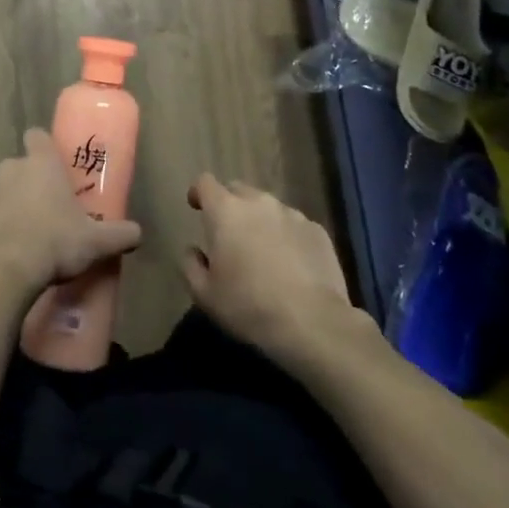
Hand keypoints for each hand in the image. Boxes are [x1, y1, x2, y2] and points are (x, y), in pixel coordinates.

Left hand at [0, 130, 143, 293]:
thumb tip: (139, 233)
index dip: (43, 147)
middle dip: (26, 183)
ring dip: (5, 204)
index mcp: (41, 163)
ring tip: (18, 234)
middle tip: (42, 211)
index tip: (51, 166)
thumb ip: (120, 234)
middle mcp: (10, 167)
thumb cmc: (55, 243)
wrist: (5, 270)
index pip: (37, 137)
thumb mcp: (96, 242)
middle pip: (18, 166)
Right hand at [182, 175, 356, 354]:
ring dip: (260, 221)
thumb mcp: (204, 294)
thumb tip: (193, 250)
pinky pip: (294, 225)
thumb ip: (190, 265)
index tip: (196, 207)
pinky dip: (287, 237)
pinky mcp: (318, 231)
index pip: (205, 183)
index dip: (198, 192)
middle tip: (229, 235)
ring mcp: (292, 214)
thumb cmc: (249, 307)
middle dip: (229, 206)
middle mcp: (259, 203)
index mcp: (226, 212)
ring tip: (262, 252)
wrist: (313, 324)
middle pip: (238, 190)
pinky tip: (291, 265)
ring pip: (268, 208)